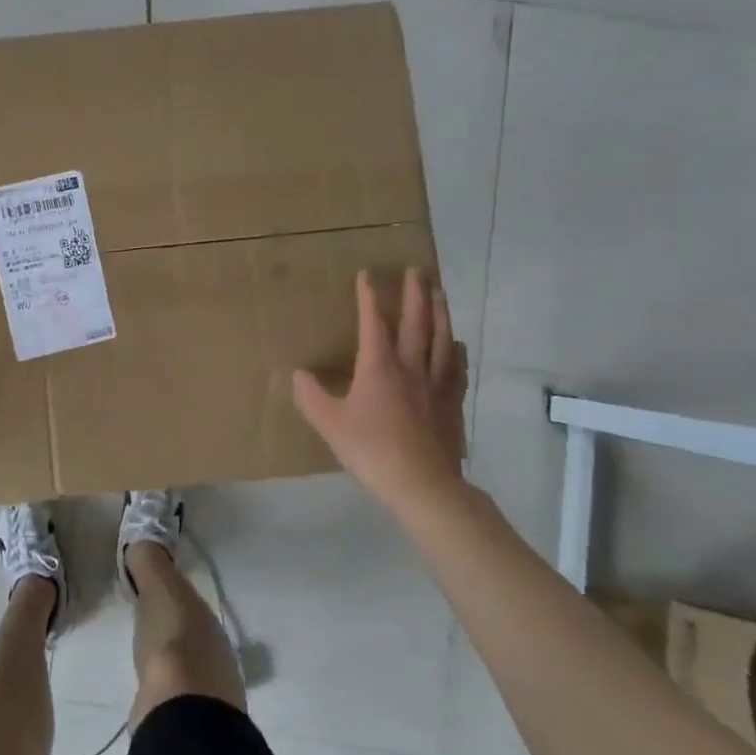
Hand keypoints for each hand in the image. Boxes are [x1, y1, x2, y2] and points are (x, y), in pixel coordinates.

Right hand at [293, 268, 468, 516]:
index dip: (369, 296)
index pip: (374, 322)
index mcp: (379, 366)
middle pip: (416, 322)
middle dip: (414, 294)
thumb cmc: (371, 449)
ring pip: (440, 339)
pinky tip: (456, 344)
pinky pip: (455, 368)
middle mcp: (411, 366)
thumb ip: (311, 396)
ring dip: (440, 312)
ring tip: (440, 292)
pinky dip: (454, 350)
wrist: (423, 484)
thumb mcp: (330, 424)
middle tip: (416, 270)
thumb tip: (299, 374)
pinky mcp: (452, 404)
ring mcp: (436, 384)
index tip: (368, 274)